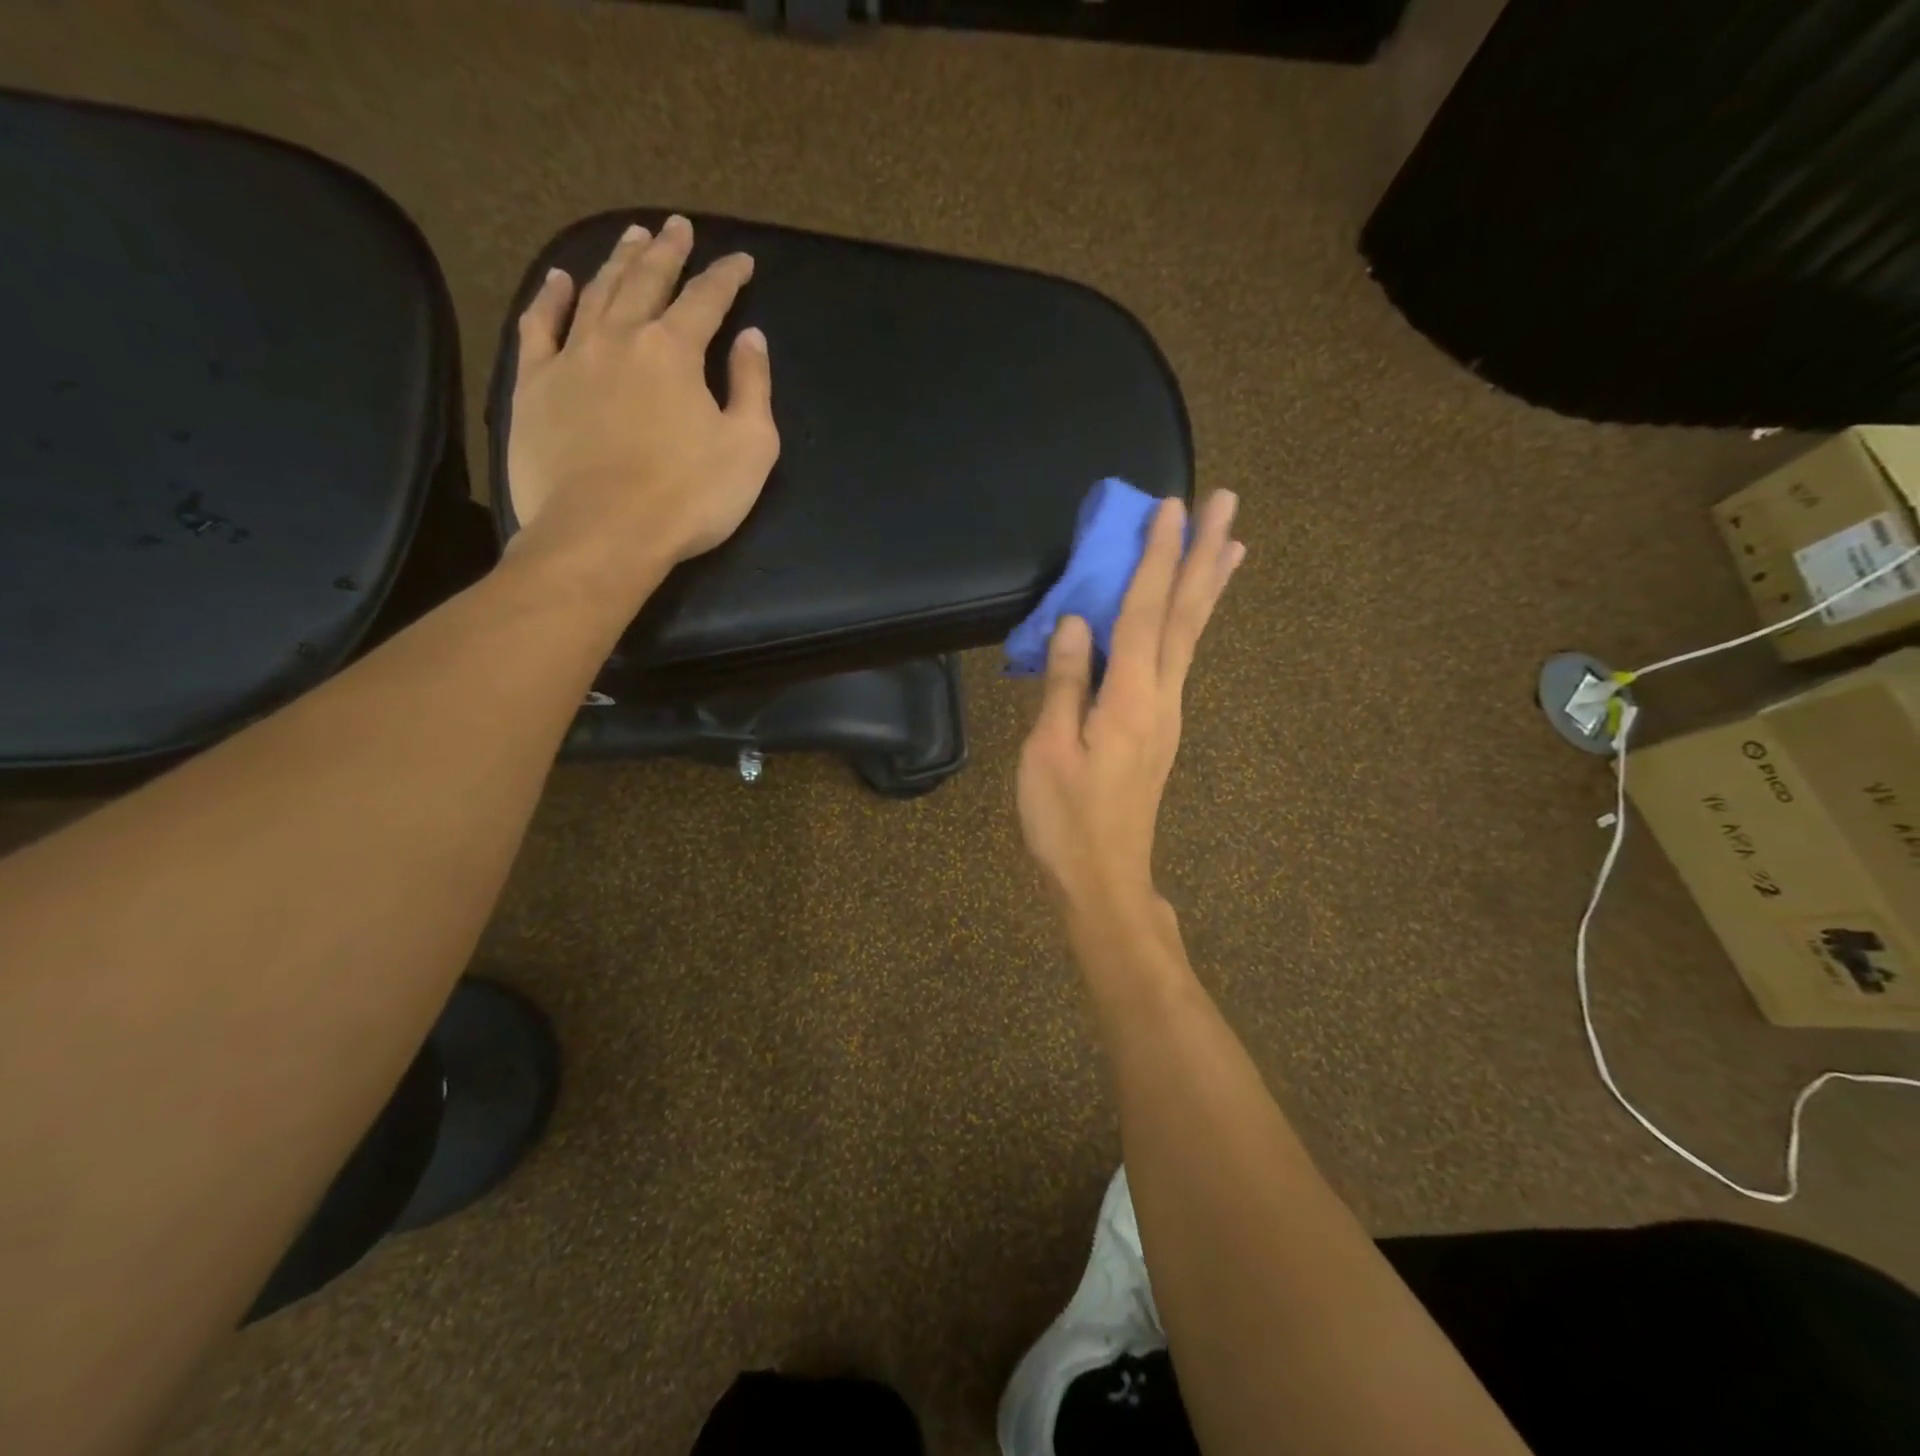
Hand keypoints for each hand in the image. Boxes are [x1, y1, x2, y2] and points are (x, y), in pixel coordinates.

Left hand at [504, 215, 780, 602]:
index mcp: (675, 351)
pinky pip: (540, 326)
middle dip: (667, 252)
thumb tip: (751, 340)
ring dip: (616, 262)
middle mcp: (621, 337)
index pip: (706, 300)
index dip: (727, 278)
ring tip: (631, 237)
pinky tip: (560, 280)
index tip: (742, 262)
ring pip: (595, 293)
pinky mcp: (535, 385)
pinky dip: (551, 298)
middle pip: (646, 281)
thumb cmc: (689, 496)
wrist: (604, 533)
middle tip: (678, 226)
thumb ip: (753, 388)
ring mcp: (572, 357)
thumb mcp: (750, 447)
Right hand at [1017, 491, 1243, 924]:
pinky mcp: (1160, 730)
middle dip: (1204, 556)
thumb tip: (1077, 623)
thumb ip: (1065, 683)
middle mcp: (1162, 697)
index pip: (1145, 612)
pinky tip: (1192, 616)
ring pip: (1192, 637)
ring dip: (1209, 586)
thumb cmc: (1066, 818)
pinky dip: (1192, 624)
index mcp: (1132, 697)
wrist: (1103, 879)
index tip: (1171, 507)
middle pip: (1187, 615)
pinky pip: (1180, 660)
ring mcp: (1167, 714)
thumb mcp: (1049, 750)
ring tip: (1232, 544)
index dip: (1157, 557)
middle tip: (1227, 503)